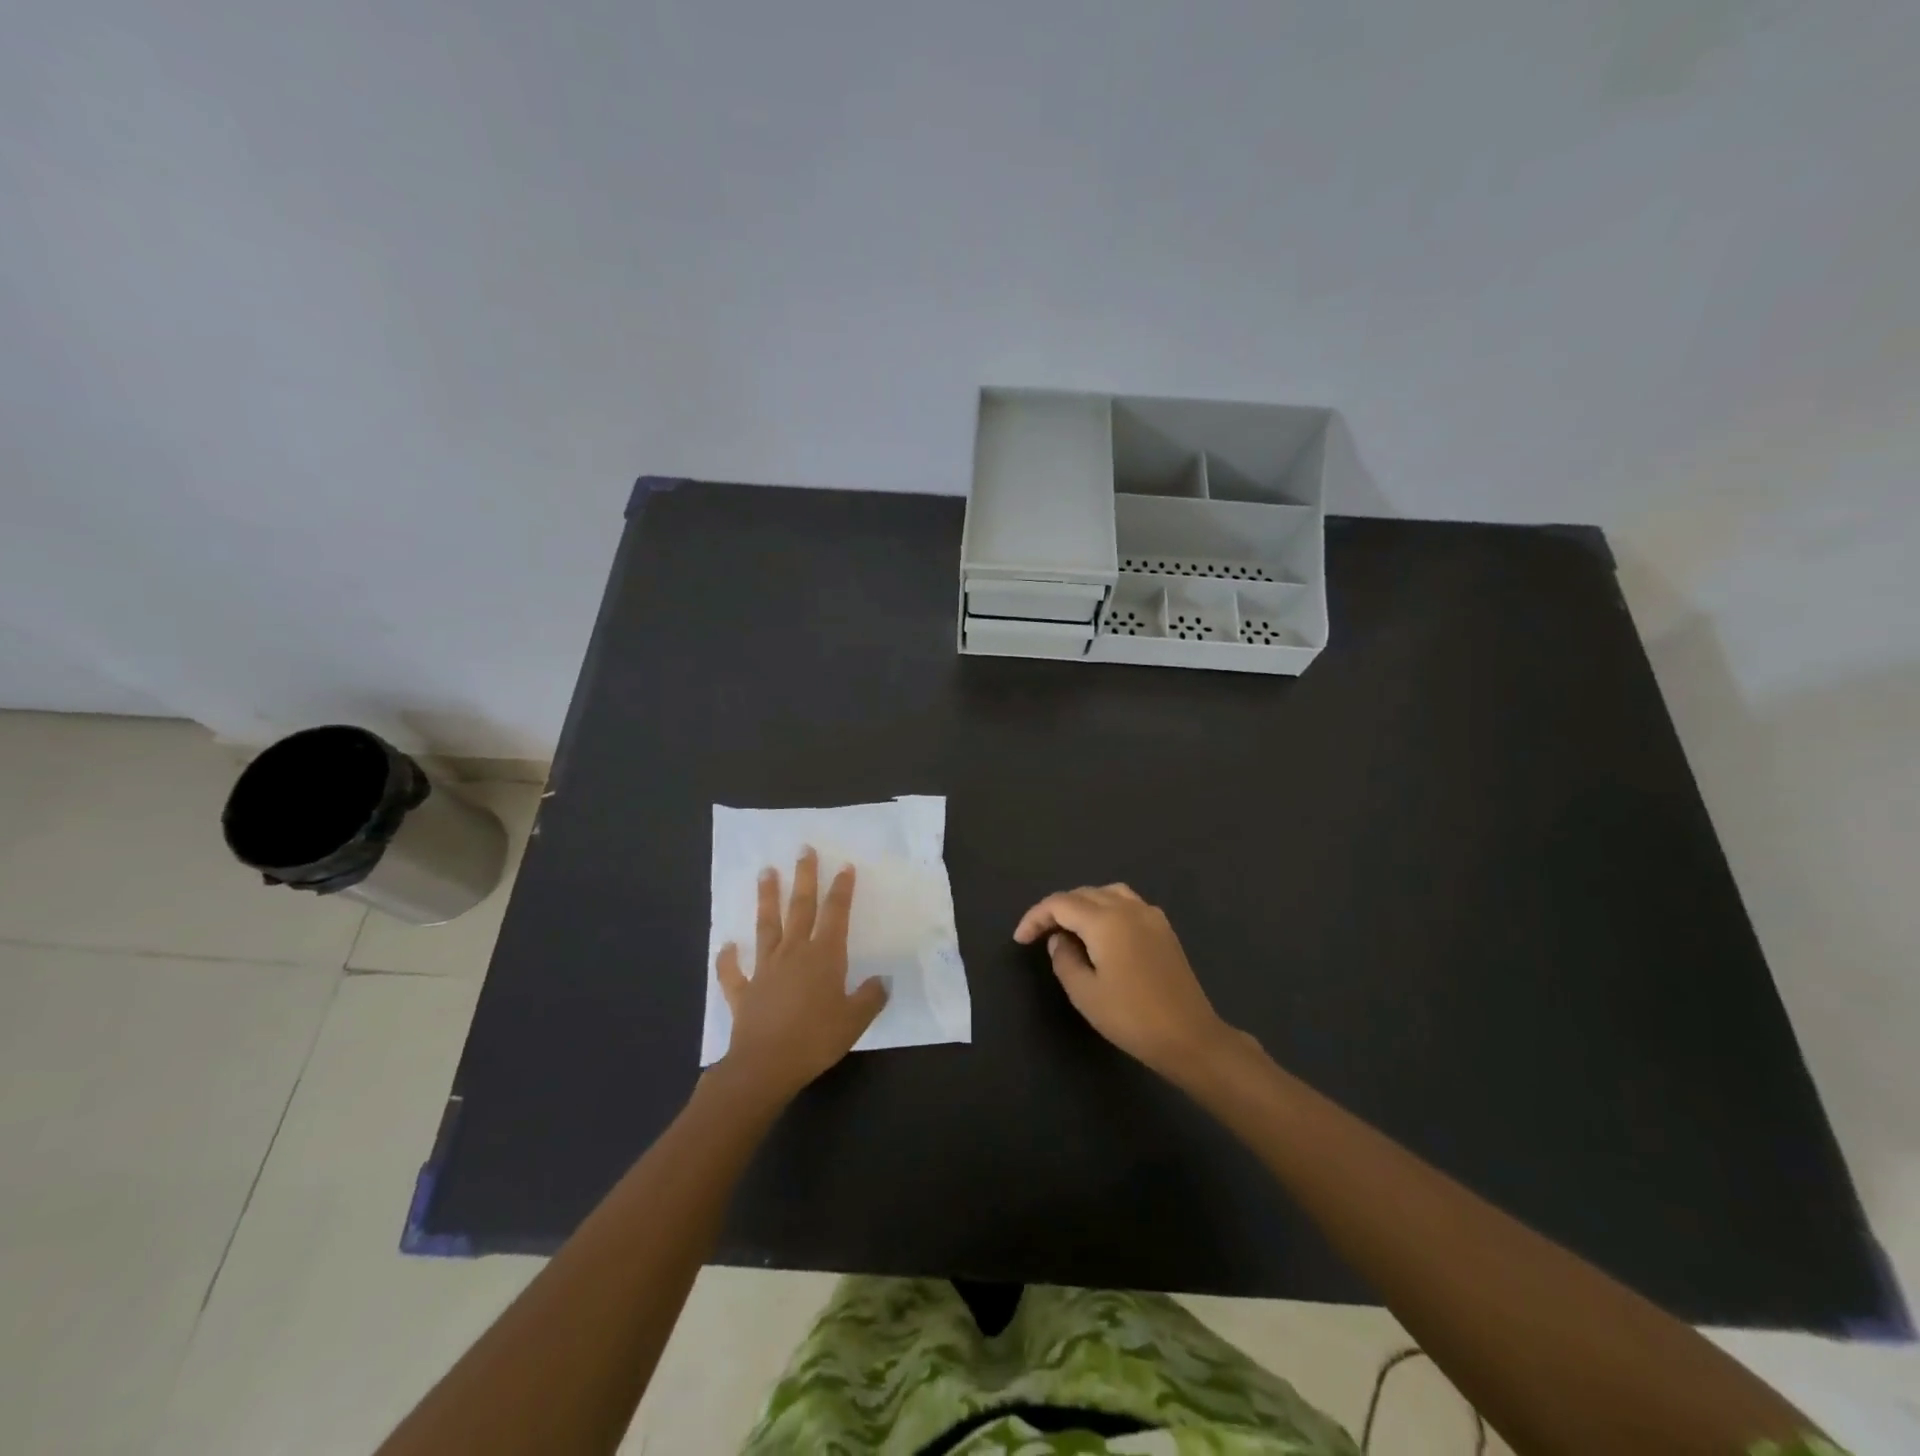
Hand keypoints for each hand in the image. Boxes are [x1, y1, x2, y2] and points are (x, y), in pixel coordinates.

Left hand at [715, 848, 888, 1106]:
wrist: (766, 1065)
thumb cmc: (816, 1039)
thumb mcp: (854, 1020)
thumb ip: (870, 997)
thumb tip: (882, 980)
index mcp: (824, 956)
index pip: (836, 913)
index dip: (841, 889)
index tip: (844, 865)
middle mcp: (794, 953)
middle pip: (800, 908)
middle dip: (804, 877)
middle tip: (803, 850)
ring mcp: (765, 969)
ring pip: (767, 926)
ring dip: (767, 899)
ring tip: (765, 872)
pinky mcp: (743, 991)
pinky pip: (734, 972)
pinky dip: (729, 959)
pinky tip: (727, 945)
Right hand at [1014, 883, 1243, 1079]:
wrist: (1189, 1036)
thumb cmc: (1131, 1017)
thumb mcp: (1084, 993)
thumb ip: (1064, 959)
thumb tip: (1059, 940)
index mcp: (1105, 920)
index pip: (1060, 904)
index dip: (1035, 917)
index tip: (1021, 939)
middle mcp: (1128, 907)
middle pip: (1083, 893)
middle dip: (1056, 909)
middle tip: (1040, 935)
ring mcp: (1150, 915)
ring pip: (1107, 893)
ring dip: (1082, 905)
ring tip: (1069, 929)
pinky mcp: (1163, 928)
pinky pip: (1127, 903)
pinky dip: (1106, 908)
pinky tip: (1101, 933)